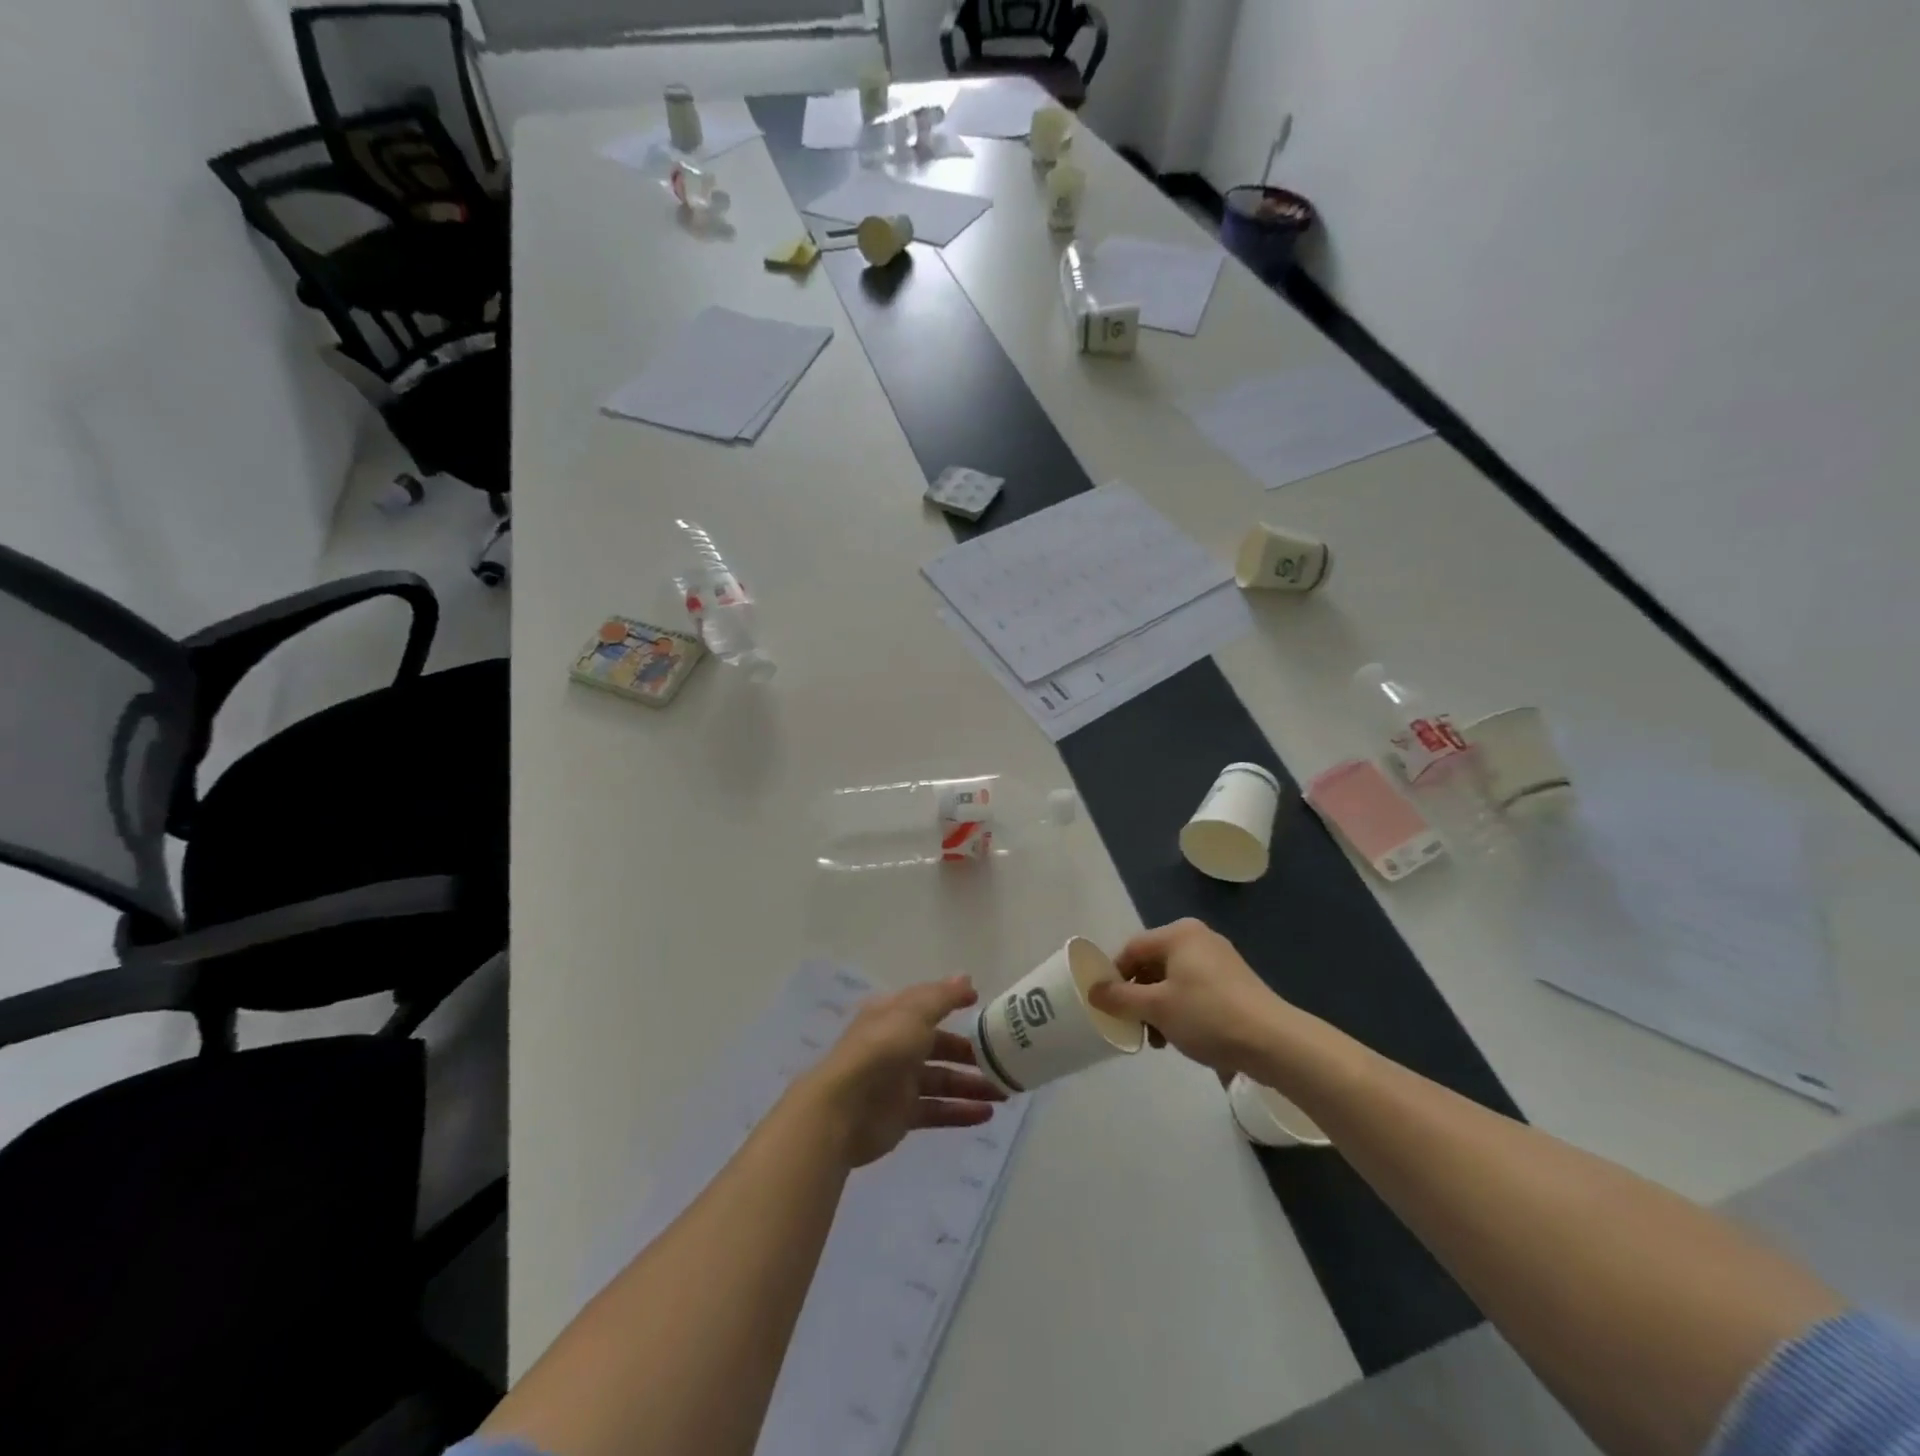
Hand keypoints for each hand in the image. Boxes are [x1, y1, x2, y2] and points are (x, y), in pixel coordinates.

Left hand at [794, 977, 1006, 1167]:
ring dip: (972, 1085)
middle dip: (971, 1053)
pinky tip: (986, 1115)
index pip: (928, 1004)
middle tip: (1004, 1060)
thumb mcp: (914, 1013)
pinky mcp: (902, 1114)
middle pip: (940, 1045)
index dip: (953, 1002)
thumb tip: (966, 977)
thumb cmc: (881, 1050)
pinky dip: (960, 1112)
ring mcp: (899, 1082)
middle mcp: (897, 1045)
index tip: (982, 1005)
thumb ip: (942, 997)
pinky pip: (937, 1110)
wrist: (843, 1109)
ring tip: (1005, 1091)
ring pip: (943, 1080)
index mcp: (894, 1016)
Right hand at [1087, 919, 1291, 1077]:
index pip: (1132, 949)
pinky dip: (1181, 1010)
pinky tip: (1182, 1037)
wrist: (1274, 1043)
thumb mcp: (1156, 1008)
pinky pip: (1194, 990)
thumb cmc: (1208, 1015)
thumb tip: (1092, 991)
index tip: (1107, 1005)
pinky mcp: (1234, 984)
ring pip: (1173, 980)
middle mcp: (1198, 939)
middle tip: (1134, 1026)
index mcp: (1179, 934)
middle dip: (1138, 997)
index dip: (1114, 976)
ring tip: (1158, 1040)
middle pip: (1153, 964)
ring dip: (1158, 1008)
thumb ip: (1120, 998)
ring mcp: (1219, 960)